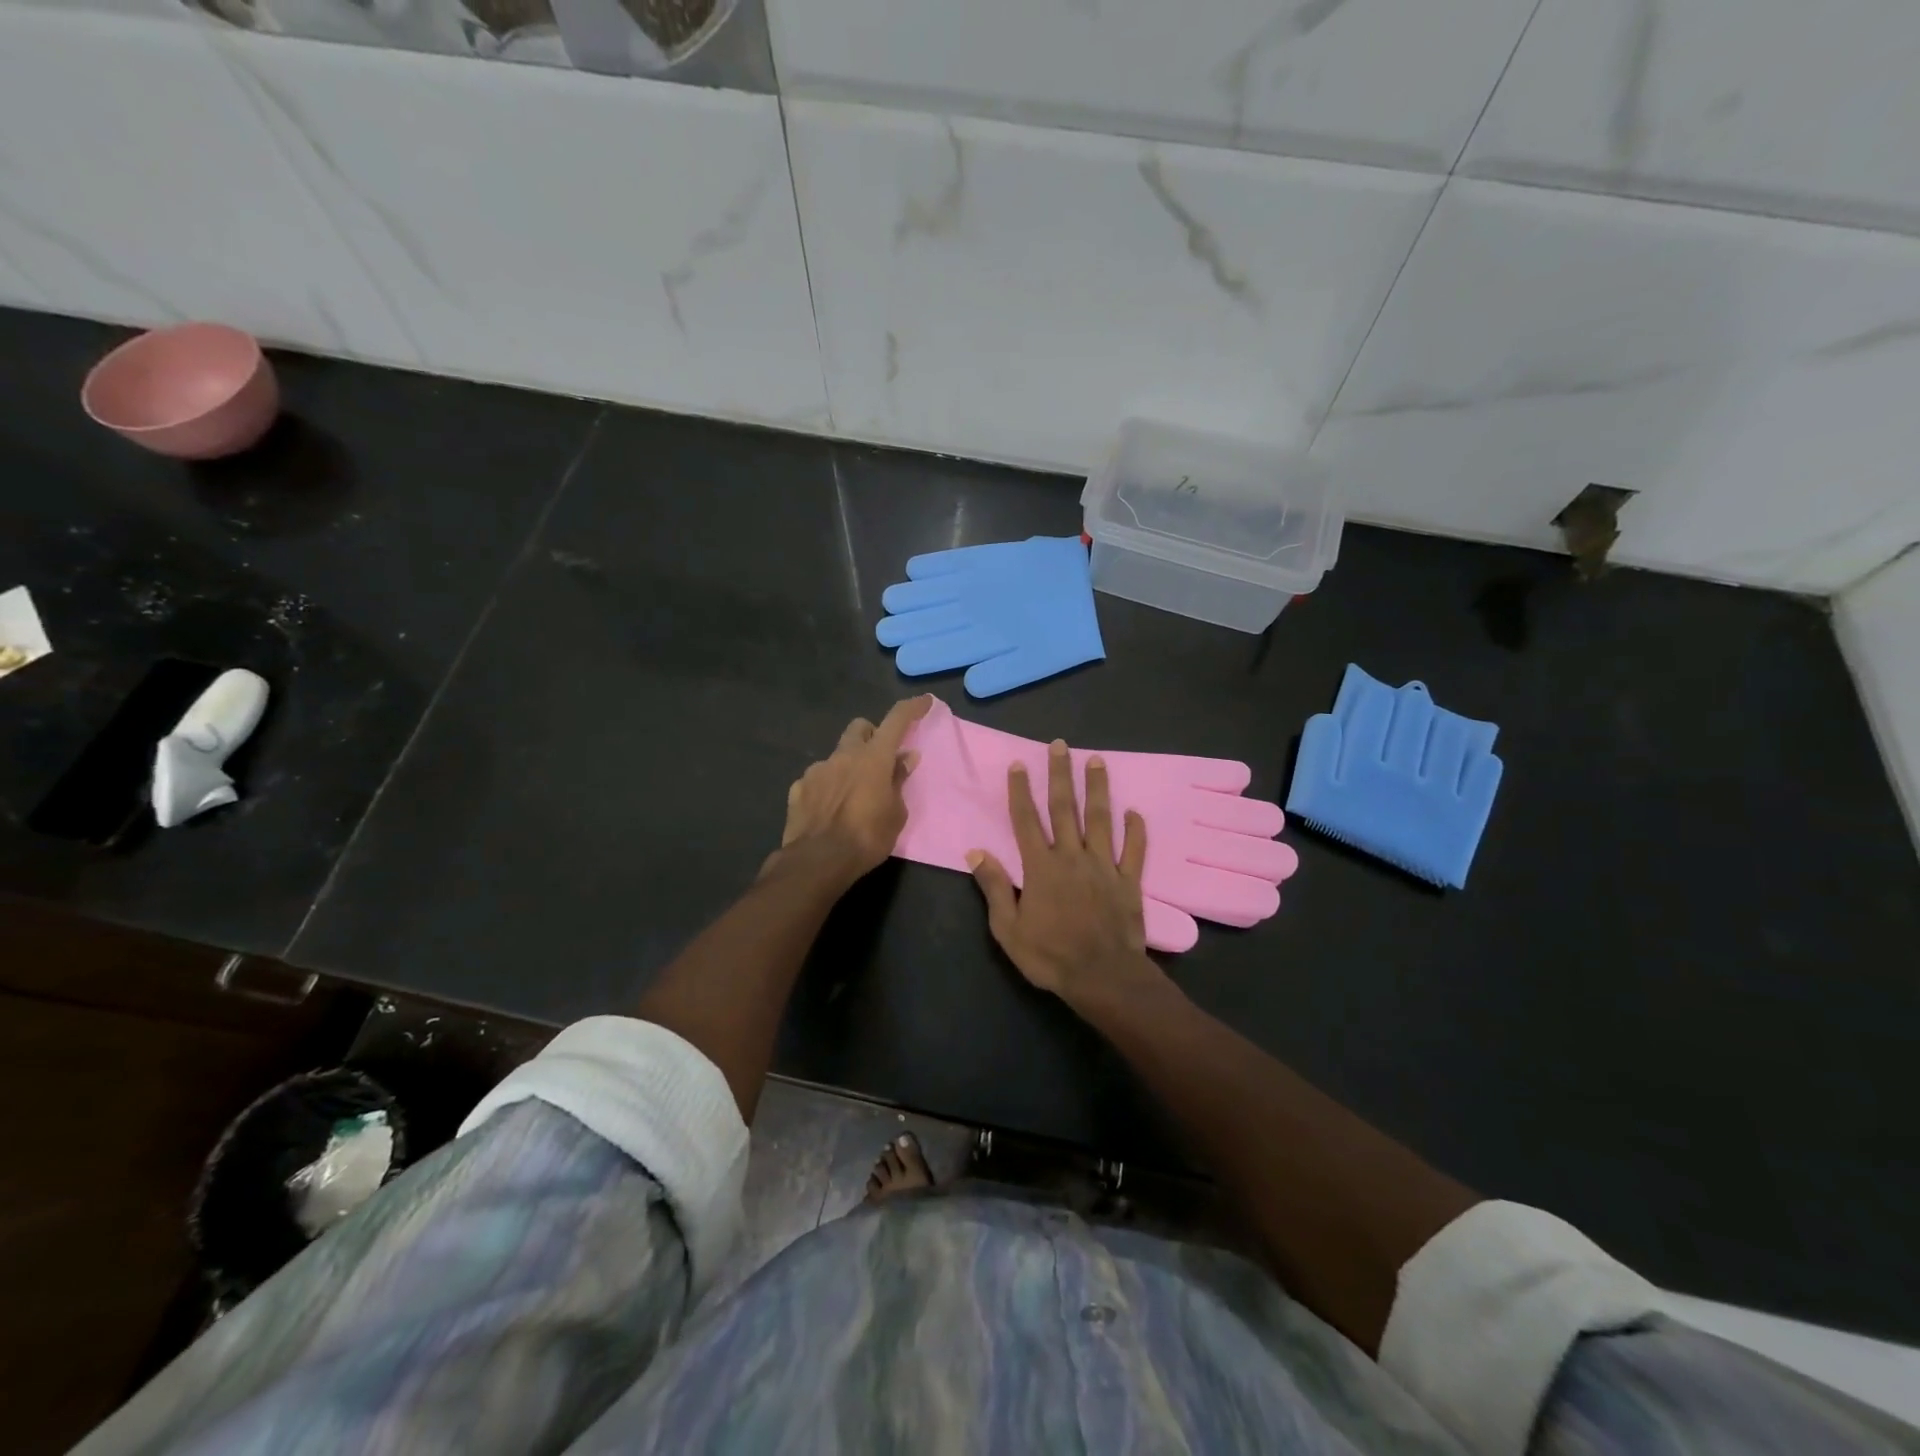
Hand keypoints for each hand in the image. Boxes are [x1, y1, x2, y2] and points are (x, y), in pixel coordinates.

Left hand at [772, 696, 932, 883]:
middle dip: (871, 735)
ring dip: (847, 766)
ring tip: (852, 795)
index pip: (896, 720)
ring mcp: (817, 770)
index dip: (912, 708)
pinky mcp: (798, 788)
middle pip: (859, 727)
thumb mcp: (896, 813)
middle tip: (879, 758)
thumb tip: (905, 758)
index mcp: (873, 758)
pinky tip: (828, 809)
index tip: (924, 702)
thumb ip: (899, 781)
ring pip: (836, 755)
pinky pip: (817, 779)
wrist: (818, 861)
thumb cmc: (867, 838)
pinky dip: (826, 787)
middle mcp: (844, 755)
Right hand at [967, 739, 1163, 1002]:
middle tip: (1060, 745)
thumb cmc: (1050, 956)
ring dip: (1098, 789)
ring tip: (1097, 761)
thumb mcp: (1008, 929)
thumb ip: (995, 887)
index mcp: (1041, 867)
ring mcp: (1103, 866)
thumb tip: (976, 853)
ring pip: (1100, 820)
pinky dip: (1135, 830)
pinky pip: (1133, 850)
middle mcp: (1072, 857)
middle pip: (1064, 808)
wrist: (1103, 977)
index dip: (1021, 791)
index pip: (1027, 821)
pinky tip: (1135, 812)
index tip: (1019, 764)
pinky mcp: (1128, 881)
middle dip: (1060, 775)